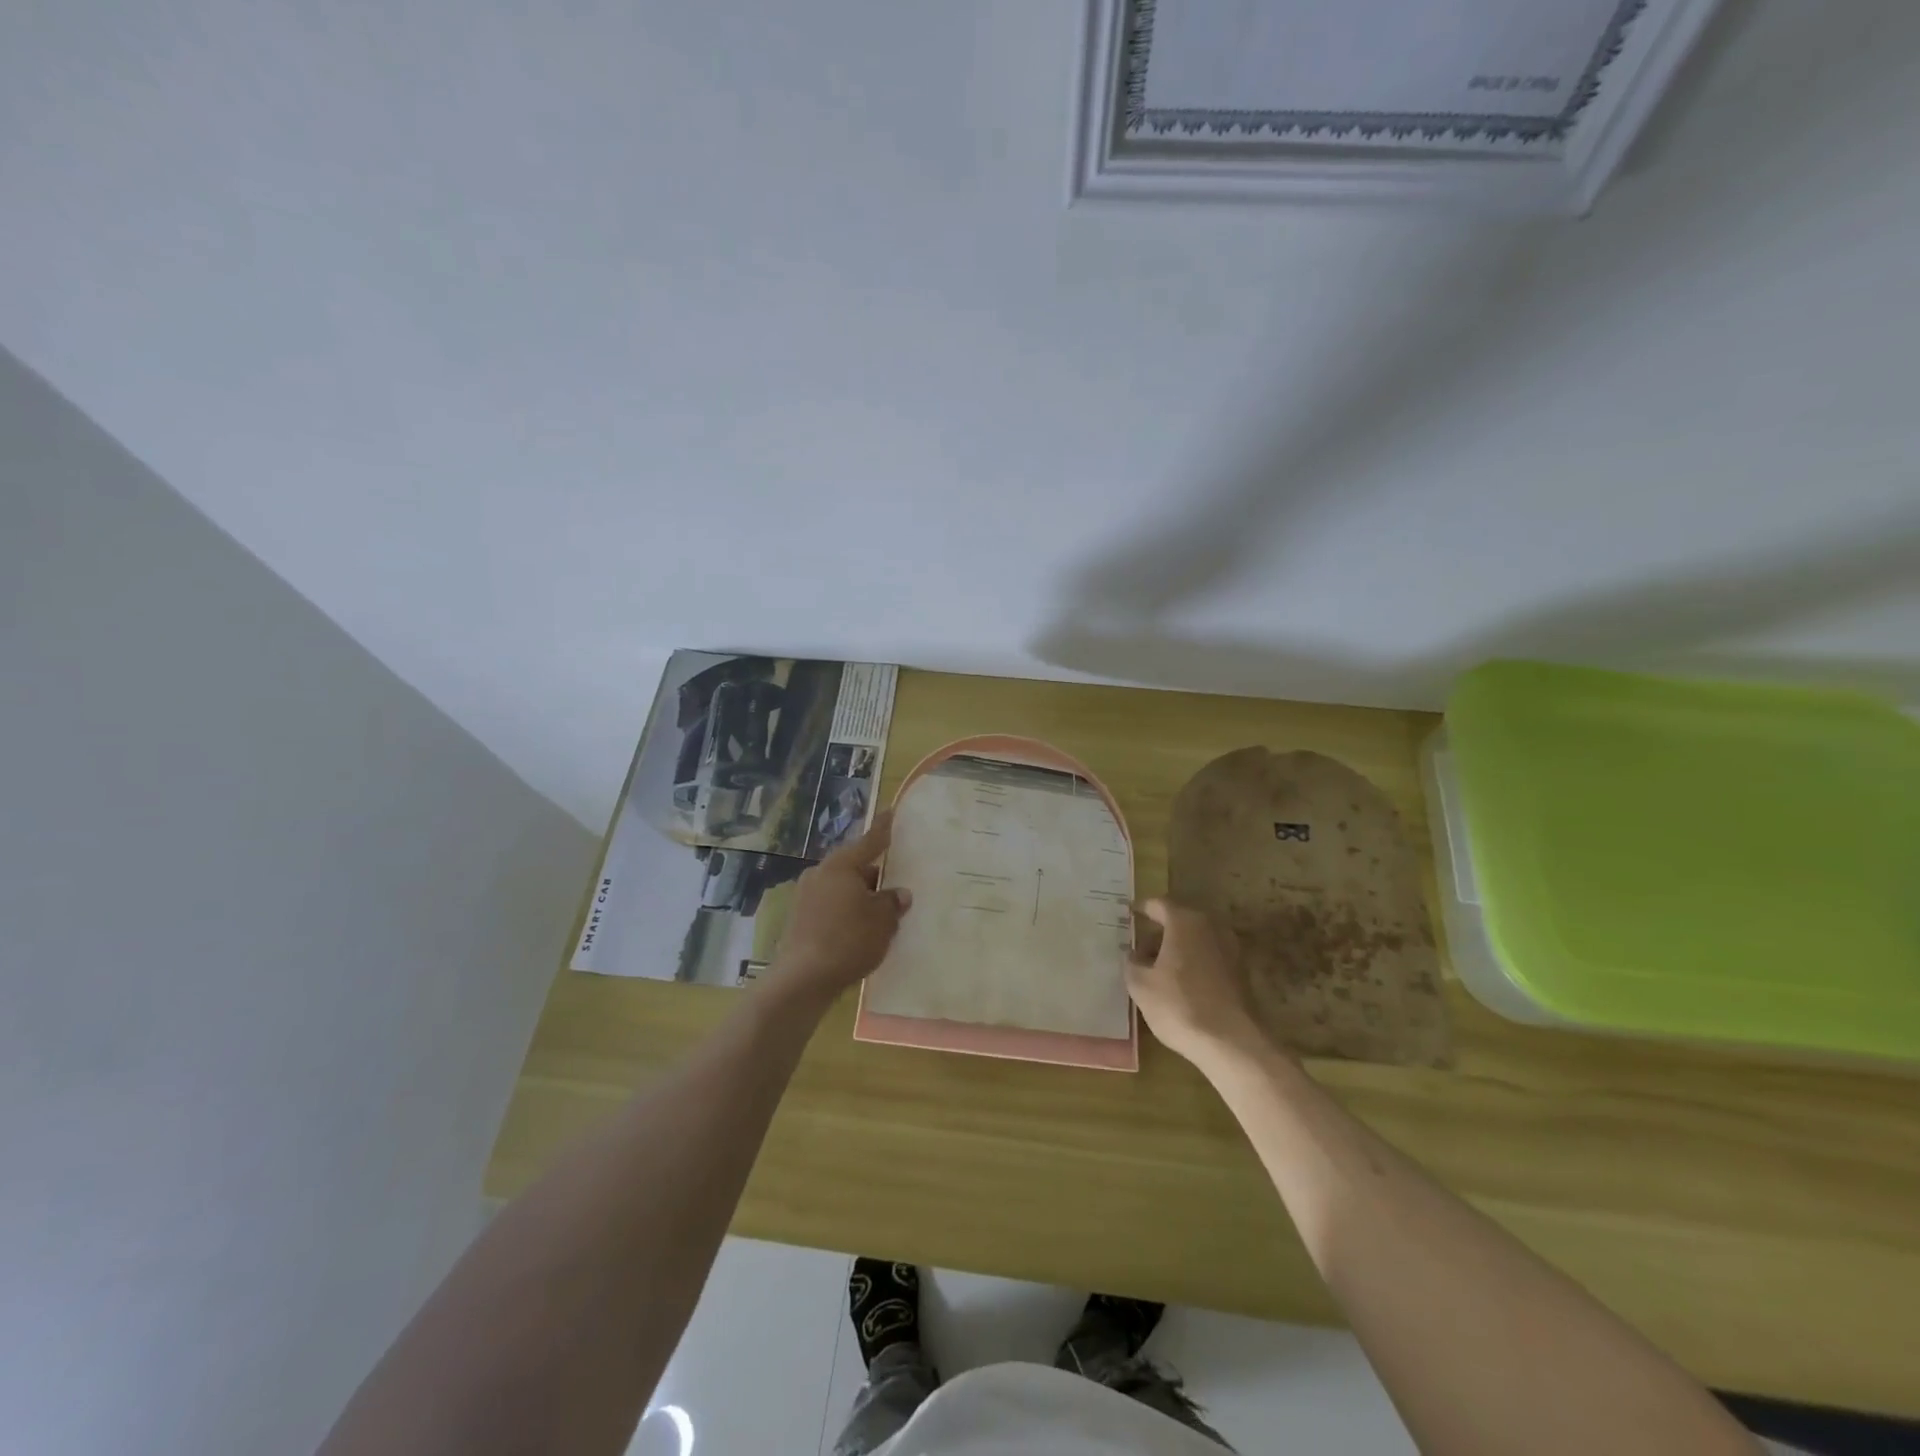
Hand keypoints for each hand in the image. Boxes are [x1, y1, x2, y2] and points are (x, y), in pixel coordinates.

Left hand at [769, 810, 910, 1009]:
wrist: (803, 979)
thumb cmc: (849, 940)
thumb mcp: (882, 921)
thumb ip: (892, 902)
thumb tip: (898, 893)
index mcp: (841, 866)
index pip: (869, 841)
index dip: (883, 829)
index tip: (890, 812)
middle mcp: (819, 873)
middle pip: (853, 866)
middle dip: (873, 874)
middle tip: (894, 884)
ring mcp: (805, 896)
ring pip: (840, 888)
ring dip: (858, 896)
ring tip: (879, 913)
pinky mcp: (798, 918)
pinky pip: (830, 906)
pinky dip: (845, 911)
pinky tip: (858, 929)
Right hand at [1127, 899, 1269, 1071]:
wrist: (1232, 1043)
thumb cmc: (1180, 1006)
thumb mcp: (1141, 985)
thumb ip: (1132, 963)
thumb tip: (1133, 955)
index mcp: (1185, 921)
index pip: (1158, 905)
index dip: (1141, 909)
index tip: (1129, 914)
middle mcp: (1211, 927)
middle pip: (1179, 920)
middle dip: (1158, 932)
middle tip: (1138, 948)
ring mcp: (1230, 948)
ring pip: (1196, 939)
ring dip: (1176, 949)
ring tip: (1156, 969)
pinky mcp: (1241, 972)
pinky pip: (1209, 957)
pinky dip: (1193, 962)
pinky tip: (1179, 984)